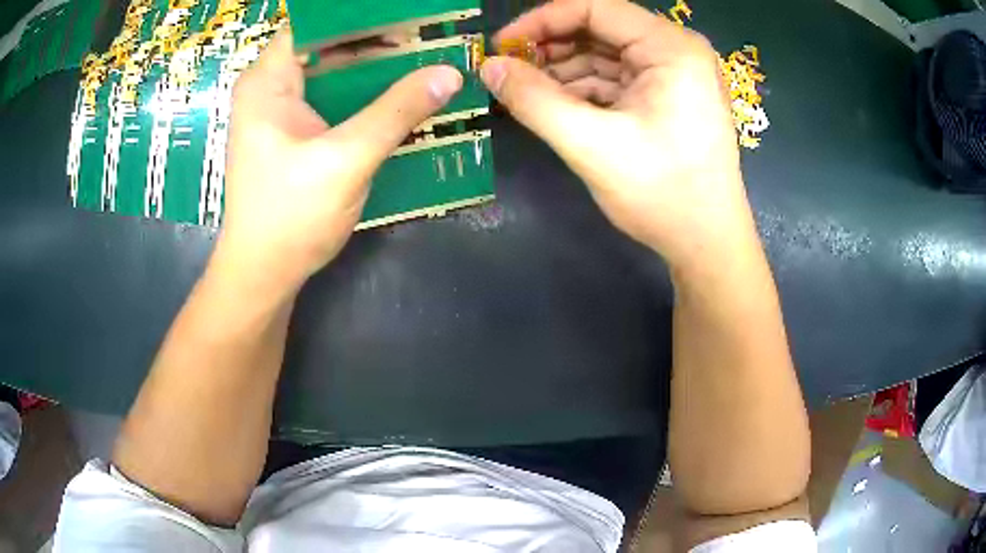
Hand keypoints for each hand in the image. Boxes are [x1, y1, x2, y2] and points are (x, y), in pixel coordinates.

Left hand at [217, 29, 462, 293]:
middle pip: (326, 44)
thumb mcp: (347, 158)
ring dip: (373, 70)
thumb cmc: (291, 216)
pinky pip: (331, 99)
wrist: (264, 273)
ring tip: (420, 67)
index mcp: (268, 80)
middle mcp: (270, 87)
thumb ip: (397, 111)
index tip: (407, 20)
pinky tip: (396, 101)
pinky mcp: (292, 133)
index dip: (361, 17)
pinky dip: (362, 96)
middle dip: (375, 41)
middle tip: (424, 44)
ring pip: (331, 72)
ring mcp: (280, 111)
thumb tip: (449, 73)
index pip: (316, 23)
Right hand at [481, 0, 754, 268]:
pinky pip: (617, 80)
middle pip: (600, 30)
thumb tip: (488, 68)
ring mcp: (675, 75)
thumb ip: (534, 100)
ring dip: (563, 72)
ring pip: (605, 56)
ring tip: (524, 93)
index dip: (541, 21)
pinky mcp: (669, 97)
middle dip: (551, 48)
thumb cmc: (663, 195)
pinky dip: (584, 90)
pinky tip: (555, 106)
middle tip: (508, 72)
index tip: (501, 46)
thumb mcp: (591, 145)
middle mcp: (676, 51)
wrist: (708, 244)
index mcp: (670, 48)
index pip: (595, 9)